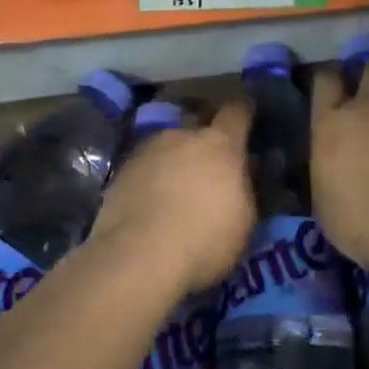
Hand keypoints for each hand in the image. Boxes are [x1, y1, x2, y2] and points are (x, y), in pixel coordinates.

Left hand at [87, 101, 255, 294]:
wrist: (138, 257)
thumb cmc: (205, 238)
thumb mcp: (245, 219)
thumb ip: (245, 185)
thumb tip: (245, 168)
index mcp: (219, 144)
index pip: (236, 111)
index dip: (243, 111)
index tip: (247, 113)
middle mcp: (181, 136)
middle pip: (196, 124)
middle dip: (203, 138)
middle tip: (209, 163)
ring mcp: (147, 150)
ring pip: (166, 145)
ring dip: (174, 158)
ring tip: (175, 186)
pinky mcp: (121, 171)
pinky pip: (144, 166)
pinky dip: (150, 177)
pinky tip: (150, 201)